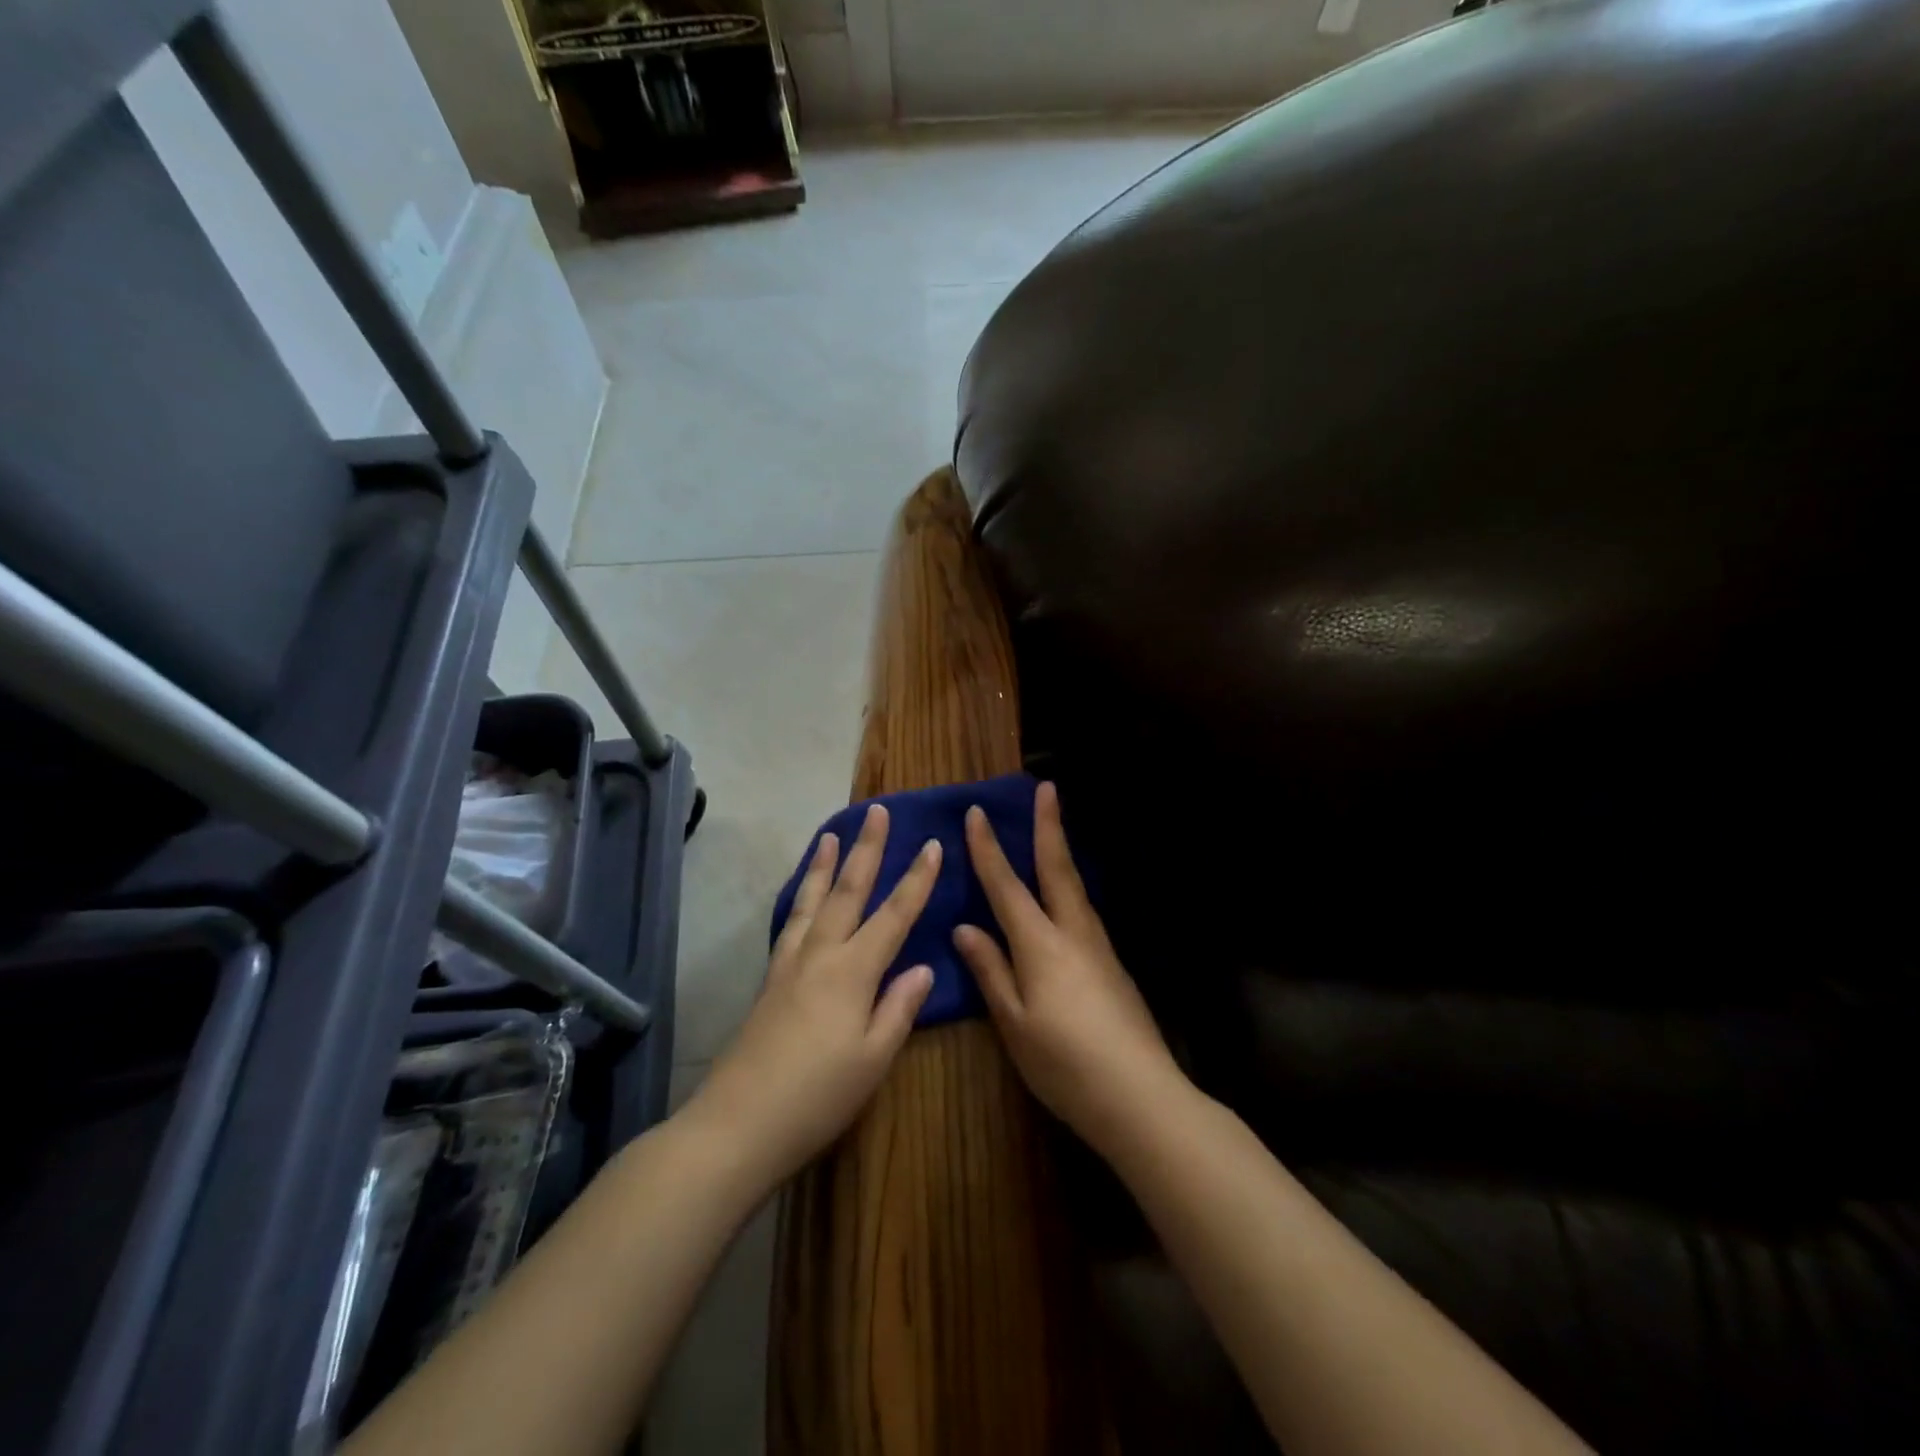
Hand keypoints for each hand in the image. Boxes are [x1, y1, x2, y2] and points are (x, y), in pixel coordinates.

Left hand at [690, 804, 938, 1186]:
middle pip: (848, 892)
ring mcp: (789, 966)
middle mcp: (820, 955)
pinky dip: (800, 900)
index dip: (916, 879)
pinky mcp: (769, 982)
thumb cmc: (817, 1097)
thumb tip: (923, 967)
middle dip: (866, 849)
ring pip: (812, 901)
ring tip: (830, 835)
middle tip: (876, 811)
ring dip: (824, 865)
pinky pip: (790, 924)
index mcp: (853, 972)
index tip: (932, 843)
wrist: (738, 1125)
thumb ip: (899, 1008)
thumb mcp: (873, 1059)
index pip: (894, 915)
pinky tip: (802, 899)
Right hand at [954, 782, 1183, 1153]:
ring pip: (1075, 888)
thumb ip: (991, 971)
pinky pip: (1084, 911)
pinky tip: (1065, 897)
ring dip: (1061, 852)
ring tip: (1052, 831)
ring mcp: (1099, 947)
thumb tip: (966, 928)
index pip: (1007, 887)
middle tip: (1047, 788)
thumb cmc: (1065, 1064)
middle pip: (1057, 869)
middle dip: (1049, 826)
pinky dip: (1070, 888)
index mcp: (1041, 945)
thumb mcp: (1015, 1023)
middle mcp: (1073, 933)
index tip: (977, 813)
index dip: (989, 850)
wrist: (1140, 1095)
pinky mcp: (1114, 965)